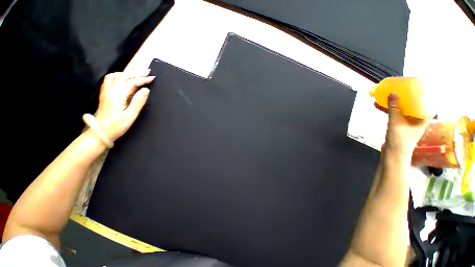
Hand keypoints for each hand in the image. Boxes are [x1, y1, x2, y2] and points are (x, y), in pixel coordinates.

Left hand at [95, 70, 154, 140]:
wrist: (100, 132)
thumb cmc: (116, 126)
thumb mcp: (130, 116)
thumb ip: (138, 102)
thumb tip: (146, 90)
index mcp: (117, 96)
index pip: (131, 82)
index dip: (142, 79)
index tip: (152, 78)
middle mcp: (110, 91)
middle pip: (123, 76)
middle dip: (136, 72)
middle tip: (147, 71)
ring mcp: (106, 92)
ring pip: (116, 76)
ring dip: (127, 73)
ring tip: (137, 73)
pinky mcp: (105, 94)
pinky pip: (110, 80)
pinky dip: (118, 76)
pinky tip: (123, 78)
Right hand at [384, 93, 427, 158]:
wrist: (393, 153)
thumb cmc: (399, 139)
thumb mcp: (396, 121)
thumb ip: (394, 108)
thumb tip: (393, 92)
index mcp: (423, 117)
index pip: (426, 101)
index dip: (421, 92)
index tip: (414, 85)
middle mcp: (418, 119)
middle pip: (413, 104)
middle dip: (404, 96)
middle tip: (397, 89)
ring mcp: (409, 123)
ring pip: (403, 109)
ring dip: (395, 103)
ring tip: (386, 96)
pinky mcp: (400, 126)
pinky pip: (396, 114)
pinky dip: (389, 110)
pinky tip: (381, 106)